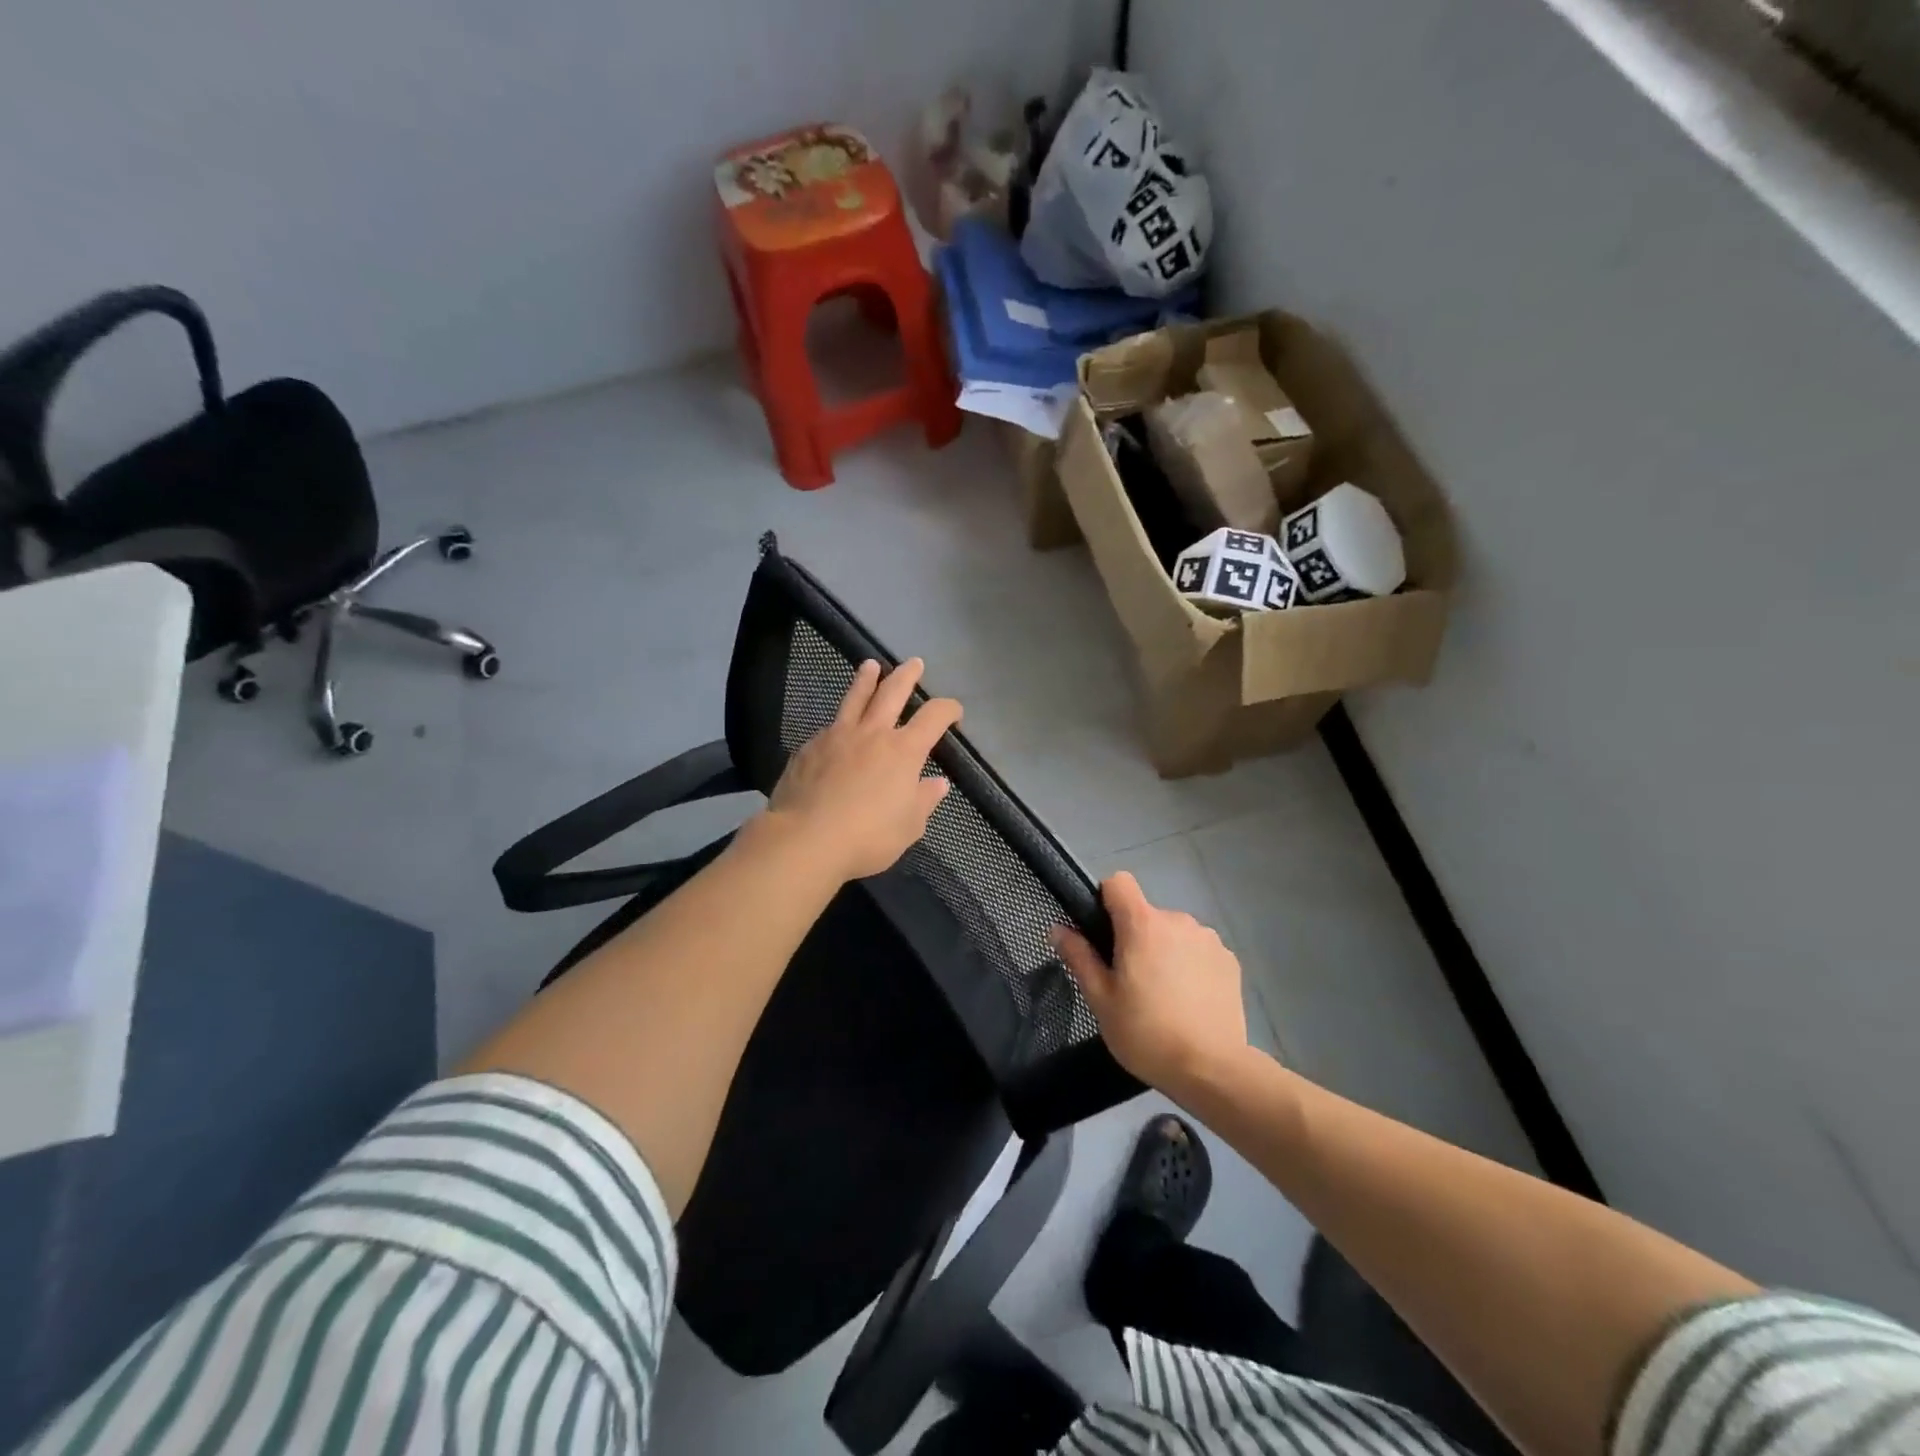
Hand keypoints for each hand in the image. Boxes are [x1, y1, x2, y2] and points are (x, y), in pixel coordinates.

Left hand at [764, 658, 961, 881]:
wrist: (806, 839)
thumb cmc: (867, 837)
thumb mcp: (909, 826)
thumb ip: (924, 800)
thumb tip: (937, 783)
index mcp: (903, 751)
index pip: (934, 717)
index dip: (948, 709)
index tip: (954, 712)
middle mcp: (872, 733)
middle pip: (892, 692)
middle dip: (906, 675)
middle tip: (914, 663)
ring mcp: (837, 736)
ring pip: (855, 698)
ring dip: (866, 679)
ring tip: (870, 665)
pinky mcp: (809, 747)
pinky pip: (830, 726)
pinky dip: (839, 720)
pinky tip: (837, 728)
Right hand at [1053, 872, 1250, 1093]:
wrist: (1212, 1070)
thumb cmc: (1146, 1033)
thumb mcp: (1101, 1000)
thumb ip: (1079, 957)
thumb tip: (1057, 928)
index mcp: (1142, 924)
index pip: (1119, 882)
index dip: (1106, 900)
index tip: (1103, 933)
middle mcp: (1178, 920)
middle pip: (1146, 914)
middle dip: (1135, 938)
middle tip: (1130, 981)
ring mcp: (1208, 939)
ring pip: (1173, 933)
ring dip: (1164, 951)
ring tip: (1163, 995)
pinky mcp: (1229, 960)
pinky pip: (1198, 950)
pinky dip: (1190, 965)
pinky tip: (1190, 1001)